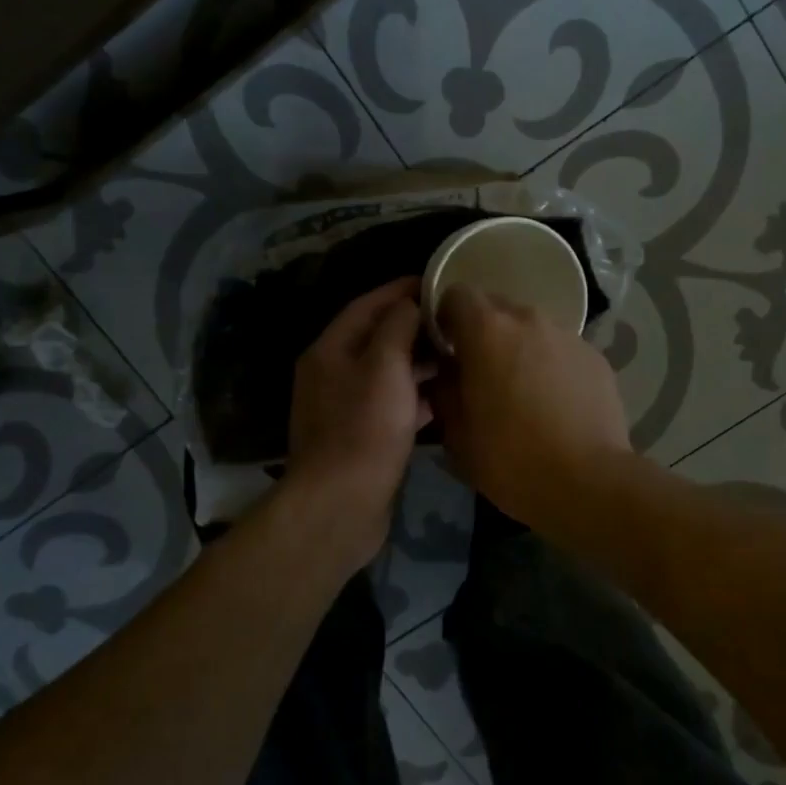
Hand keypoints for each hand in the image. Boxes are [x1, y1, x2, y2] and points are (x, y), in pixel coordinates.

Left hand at [284, 277, 434, 564]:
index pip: (367, 304)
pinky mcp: (358, 436)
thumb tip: (409, 303)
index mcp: (330, 350)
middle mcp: (331, 373)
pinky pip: (389, 404)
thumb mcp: (385, 366)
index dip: (400, 289)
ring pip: (385, 372)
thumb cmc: (365, 428)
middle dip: (413, 326)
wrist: (341, 504)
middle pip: (376, 338)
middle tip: (453, 319)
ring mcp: (343, 407)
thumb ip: (398, 326)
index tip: (437, 280)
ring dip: (417, 362)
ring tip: (455, 354)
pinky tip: (443, 398)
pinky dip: (414, 396)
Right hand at [428, 284, 629, 527]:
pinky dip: (551, 365)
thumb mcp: (456, 432)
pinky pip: (561, 349)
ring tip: (522, 392)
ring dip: (520, 349)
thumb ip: (443, 390)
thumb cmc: (510, 458)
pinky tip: (555, 404)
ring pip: (531, 329)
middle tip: (481, 374)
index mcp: (487, 330)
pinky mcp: (595, 356)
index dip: (446, 318)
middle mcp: (528, 319)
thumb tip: (445, 373)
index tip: (446, 349)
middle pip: (496, 309)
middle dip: (484, 333)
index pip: (456, 294)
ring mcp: (568, 335)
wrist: (588, 482)